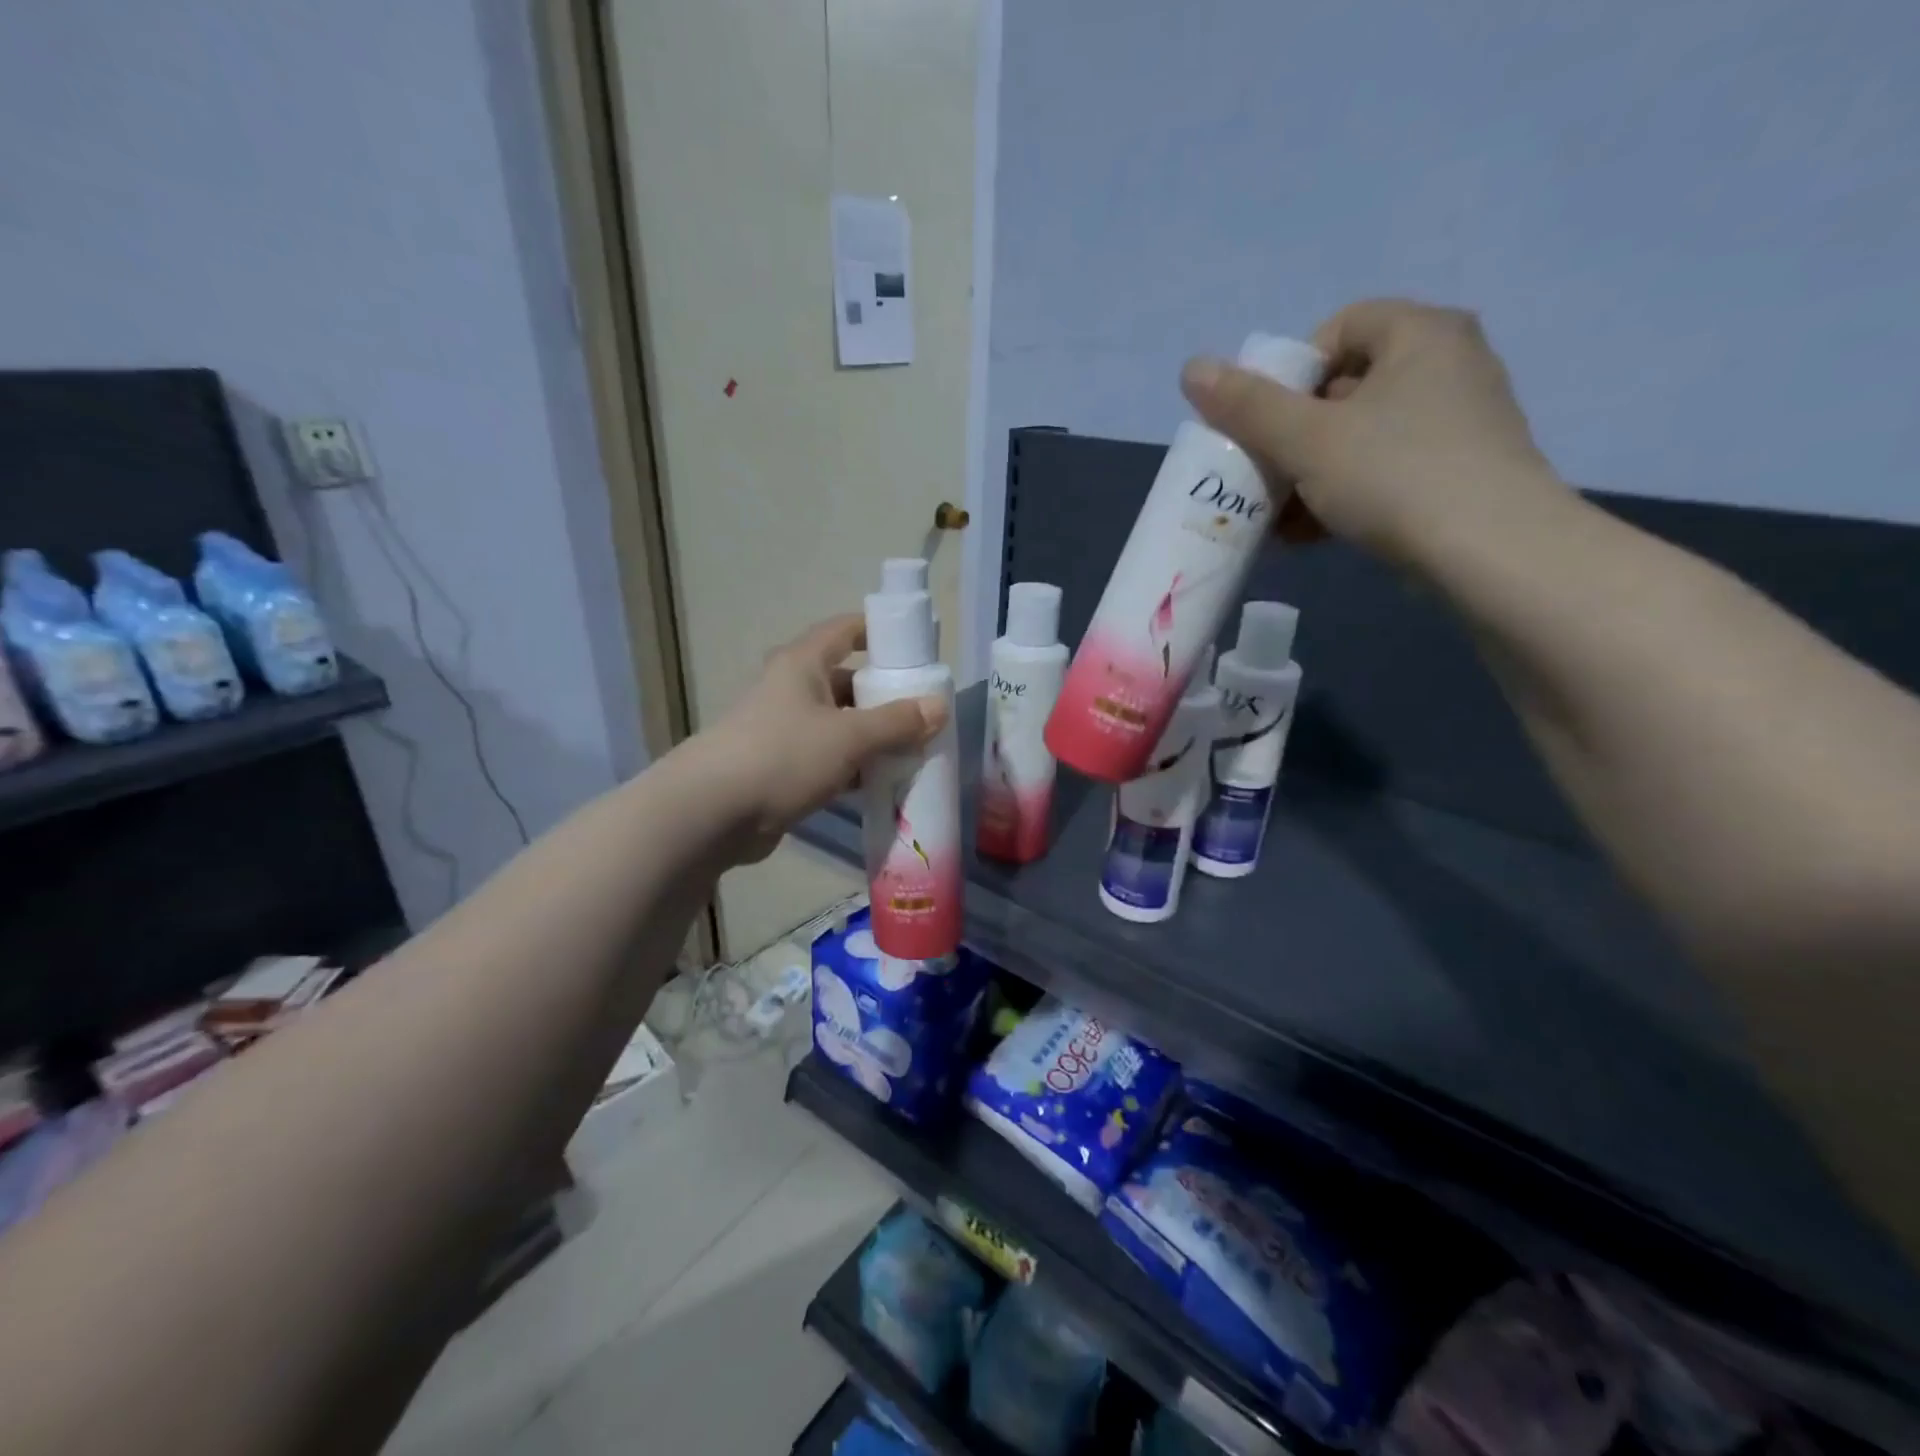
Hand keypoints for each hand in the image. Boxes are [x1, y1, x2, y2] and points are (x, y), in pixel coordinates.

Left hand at [697, 614, 946, 862]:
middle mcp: (792, 689)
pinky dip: (855, 766)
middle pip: (847, 681)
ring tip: (915, 749)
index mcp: (802, 664)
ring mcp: (784, 730)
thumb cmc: (784, 756)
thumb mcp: (849, 736)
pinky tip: (883, 782)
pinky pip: (829, 758)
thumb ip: (897, 722)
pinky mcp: (781, 767)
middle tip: (925, 711)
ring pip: (840, 723)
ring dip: (873, 736)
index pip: (846, 630)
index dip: (880, 632)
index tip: (917, 648)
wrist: (712, 813)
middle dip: (885, 695)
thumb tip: (939, 707)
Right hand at [1180, 299, 1566, 562]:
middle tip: (1264, 476)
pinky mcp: (1460, 471)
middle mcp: (1448, 364)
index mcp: (1420, 333)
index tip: (1267, 423)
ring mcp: (1459, 421)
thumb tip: (1192, 368)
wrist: (1491, 553)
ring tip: (1278, 519)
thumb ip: (1247, 406)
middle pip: (1345, 387)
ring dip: (1311, 475)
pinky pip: (1386, 470)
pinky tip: (1312, 534)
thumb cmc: (1395, 476)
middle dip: (1293, 436)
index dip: (1290, 372)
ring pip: (1361, 436)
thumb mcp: (1307, 440)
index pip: (1339, 328)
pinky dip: (1345, 494)